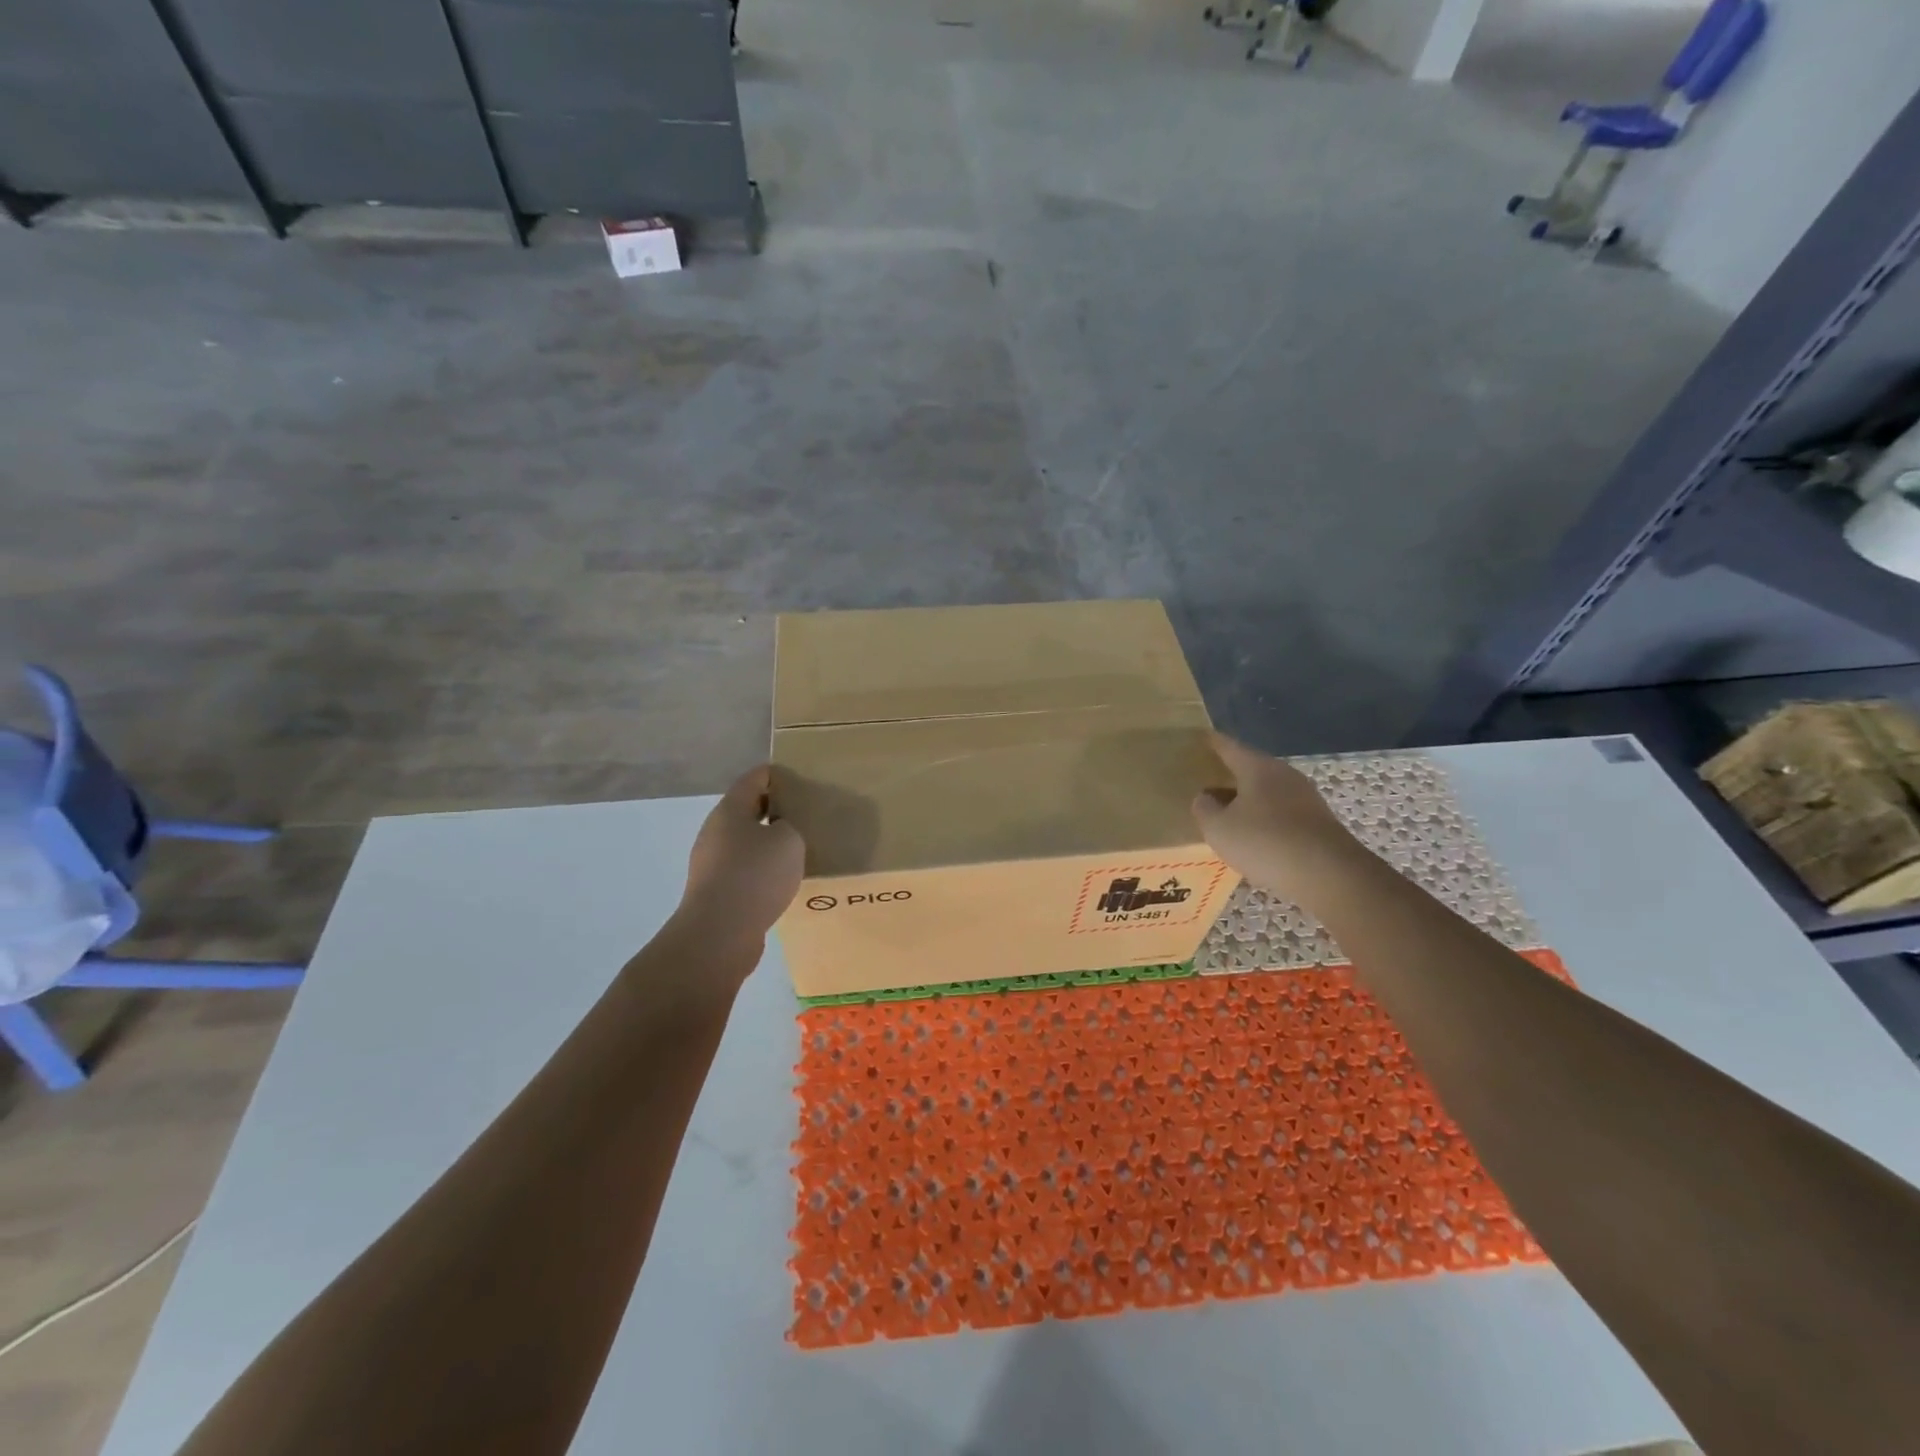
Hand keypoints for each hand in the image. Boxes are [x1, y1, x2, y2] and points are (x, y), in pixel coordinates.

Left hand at [675, 766, 805, 951]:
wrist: (719, 934)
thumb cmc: (755, 875)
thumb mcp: (789, 840)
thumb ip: (790, 826)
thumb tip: (780, 830)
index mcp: (730, 810)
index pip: (754, 779)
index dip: (776, 774)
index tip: (800, 777)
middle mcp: (716, 832)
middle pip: (747, 810)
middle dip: (774, 809)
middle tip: (806, 813)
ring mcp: (712, 863)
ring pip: (745, 842)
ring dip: (768, 842)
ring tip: (799, 848)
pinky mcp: (716, 891)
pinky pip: (744, 870)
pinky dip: (762, 870)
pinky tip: (783, 880)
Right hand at [1192, 733, 1361, 897]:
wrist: (1329, 875)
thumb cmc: (1265, 842)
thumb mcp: (1219, 828)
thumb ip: (1205, 809)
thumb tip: (1206, 797)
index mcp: (1258, 768)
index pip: (1230, 747)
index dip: (1213, 743)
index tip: (1201, 738)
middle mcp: (1284, 775)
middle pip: (1252, 768)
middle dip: (1231, 773)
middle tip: (1209, 780)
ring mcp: (1306, 798)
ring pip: (1268, 791)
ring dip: (1249, 799)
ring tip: (1229, 812)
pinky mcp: (1318, 822)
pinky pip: (1283, 812)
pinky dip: (1266, 818)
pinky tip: (1256, 835)